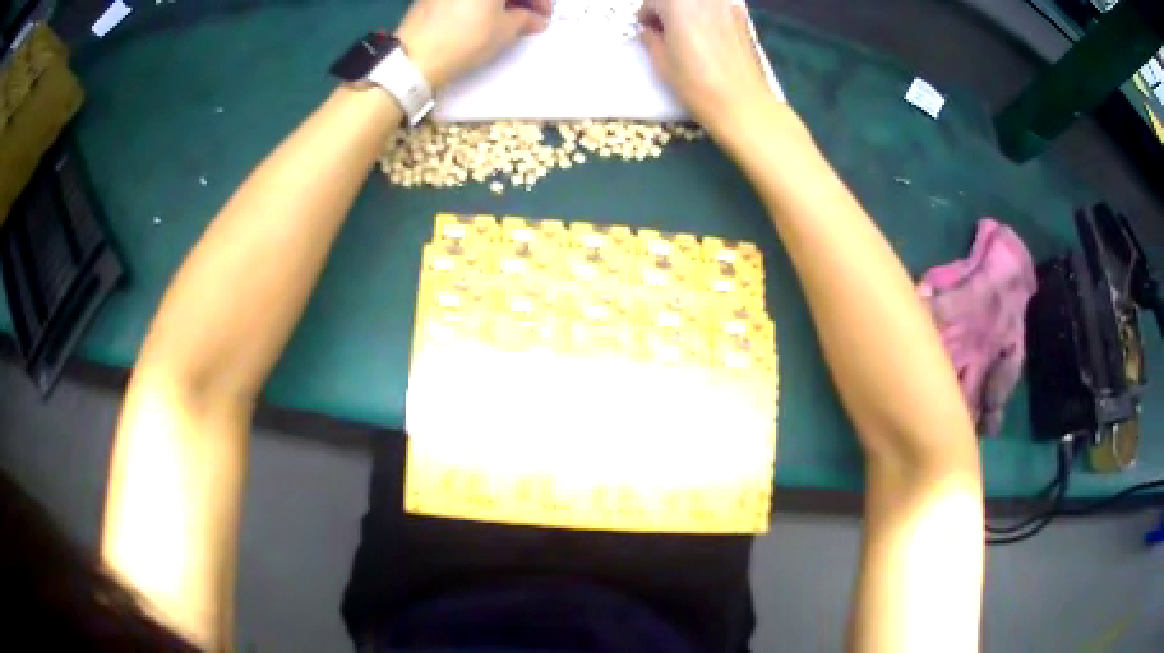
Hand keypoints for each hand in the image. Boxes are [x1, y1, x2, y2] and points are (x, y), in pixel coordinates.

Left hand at [398, 0, 551, 88]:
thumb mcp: (505, 30)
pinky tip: (485, 17)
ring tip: (508, 20)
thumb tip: (534, 19)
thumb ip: (525, 19)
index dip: (540, 1)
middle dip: (520, 1)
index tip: (545, 16)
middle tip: (530, 18)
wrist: (414, 57)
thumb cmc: (466, 39)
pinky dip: (479, 3)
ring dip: (501, 2)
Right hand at [639, 0, 783, 139]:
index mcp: (678, 3)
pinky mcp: (744, 20)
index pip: (653, 0)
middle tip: (665, 31)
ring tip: (688, 34)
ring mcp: (727, 7)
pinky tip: (710, 38)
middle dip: (668, 10)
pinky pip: (719, 10)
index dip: (646, 14)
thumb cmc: (696, 82)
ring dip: (689, 12)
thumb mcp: (661, 61)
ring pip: (700, 3)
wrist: (742, 103)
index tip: (646, 29)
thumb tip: (650, 31)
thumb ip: (651, 38)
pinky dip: (709, 17)